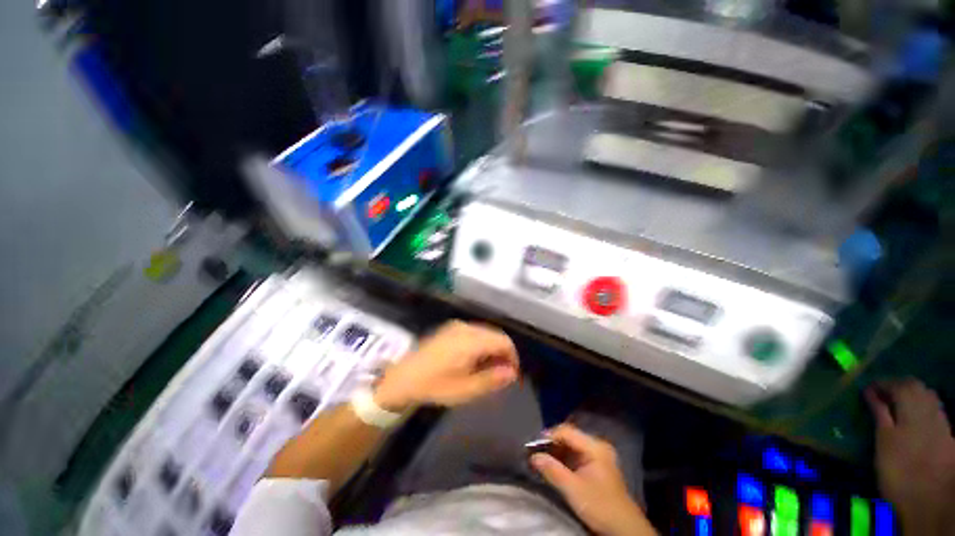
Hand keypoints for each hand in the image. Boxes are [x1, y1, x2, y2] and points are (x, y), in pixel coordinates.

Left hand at [373, 321, 518, 410]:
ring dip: (491, 348)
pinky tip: (473, 359)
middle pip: (495, 335)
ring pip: (485, 333)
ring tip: (487, 369)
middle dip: (502, 353)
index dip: (513, 357)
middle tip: (500, 375)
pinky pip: (474, 332)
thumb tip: (512, 372)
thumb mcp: (465, 389)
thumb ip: (491, 379)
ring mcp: (457, 326)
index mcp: (472, 340)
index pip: (504, 341)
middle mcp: (466, 328)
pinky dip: (480, 344)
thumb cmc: (435, 386)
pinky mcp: (449, 328)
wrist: (403, 378)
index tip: (512, 375)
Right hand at [531, 424, 655, 535]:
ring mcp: (598, 455)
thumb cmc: (600, 506)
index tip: (533, 445)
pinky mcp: (596, 465)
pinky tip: (553, 466)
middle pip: (569, 437)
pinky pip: (575, 455)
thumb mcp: (573, 489)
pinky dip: (563, 459)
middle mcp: (597, 446)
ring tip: (541, 459)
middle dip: (551, 444)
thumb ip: (553, 470)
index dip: (548, 436)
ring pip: (571, 446)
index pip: (567, 431)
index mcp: (595, 447)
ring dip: (556, 452)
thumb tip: (533, 457)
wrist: (624, 529)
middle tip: (535, 452)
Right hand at [866, 379, 954, 534]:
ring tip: (896, 403)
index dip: (883, 383)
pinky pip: (935, 409)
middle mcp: (930, 409)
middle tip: (880, 393)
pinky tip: (914, 417)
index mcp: (912, 409)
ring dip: (912, 394)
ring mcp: (941, 421)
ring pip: (929, 396)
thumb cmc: (898, 469)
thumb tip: (869, 391)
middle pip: (917, 387)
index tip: (867, 388)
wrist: (928, 500)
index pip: (899, 384)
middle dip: (899, 385)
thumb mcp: (884, 441)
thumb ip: (879, 413)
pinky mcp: (946, 433)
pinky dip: (922, 406)